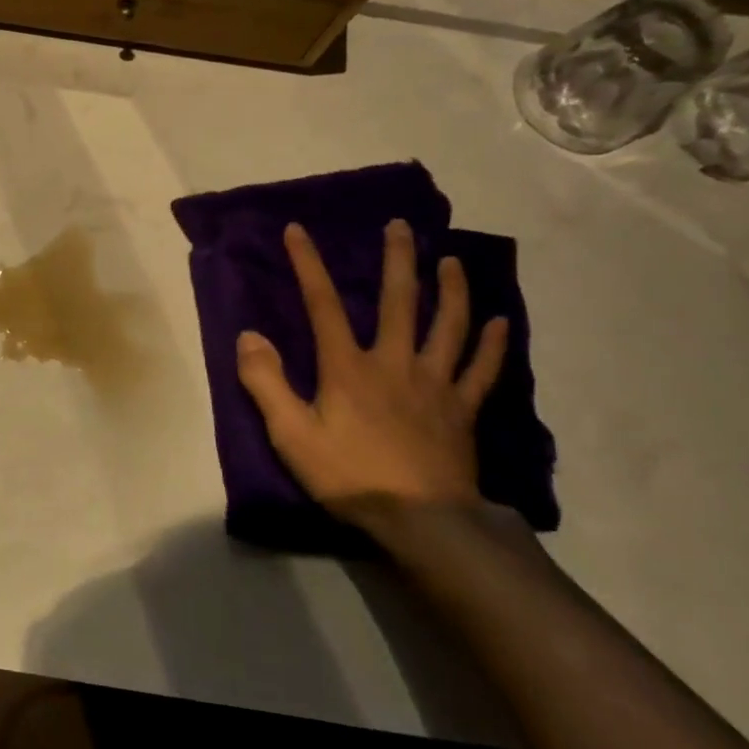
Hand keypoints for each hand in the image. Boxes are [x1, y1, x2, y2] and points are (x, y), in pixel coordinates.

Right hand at [236, 220, 509, 524]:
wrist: (420, 521)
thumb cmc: (348, 476)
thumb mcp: (290, 434)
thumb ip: (266, 382)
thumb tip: (249, 336)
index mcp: (348, 367)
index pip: (322, 304)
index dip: (308, 264)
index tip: (298, 230)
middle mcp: (394, 363)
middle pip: (398, 301)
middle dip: (397, 260)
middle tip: (401, 226)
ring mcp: (434, 384)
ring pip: (447, 326)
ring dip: (451, 289)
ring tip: (451, 261)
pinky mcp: (462, 410)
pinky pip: (481, 370)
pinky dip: (491, 344)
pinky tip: (500, 322)